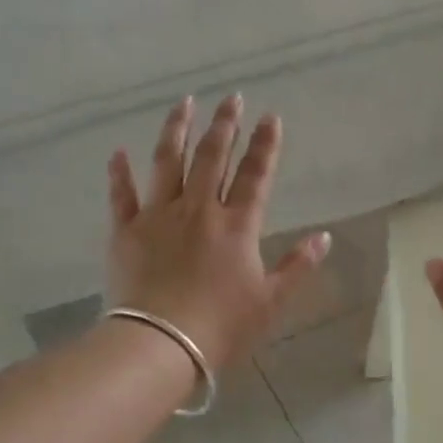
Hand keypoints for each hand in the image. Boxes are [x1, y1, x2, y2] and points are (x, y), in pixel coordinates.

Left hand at [107, 95, 330, 370]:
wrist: (161, 344)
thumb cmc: (222, 327)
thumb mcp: (271, 301)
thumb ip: (298, 266)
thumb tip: (324, 237)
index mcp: (237, 226)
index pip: (256, 175)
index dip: (265, 145)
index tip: (270, 117)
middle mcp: (199, 210)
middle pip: (213, 157)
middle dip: (225, 125)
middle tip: (231, 98)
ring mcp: (159, 216)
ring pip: (168, 162)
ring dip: (177, 130)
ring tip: (184, 104)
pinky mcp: (126, 231)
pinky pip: (122, 195)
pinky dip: (120, 173)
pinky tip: (118, 152)